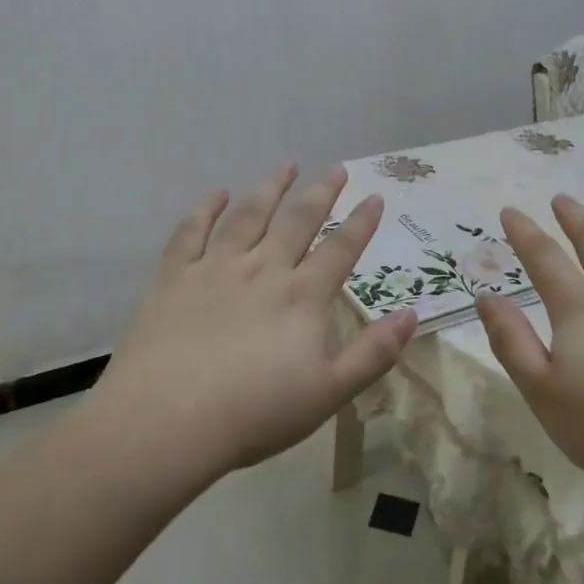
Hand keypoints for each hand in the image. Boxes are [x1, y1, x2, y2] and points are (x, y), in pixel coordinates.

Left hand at [90, 165, 417, 478]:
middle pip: (297, 221)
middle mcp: (263, 269)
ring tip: (286, 165)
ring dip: (270, 188)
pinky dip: (206, 209)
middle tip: (336, 168)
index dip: (361, 223)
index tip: (375, 197)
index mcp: (302, 296)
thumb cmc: (256, 412)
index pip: (340, 250)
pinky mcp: (175, 277)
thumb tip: (412, 315)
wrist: (170, 419)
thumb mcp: (330, 391)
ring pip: (248, 216)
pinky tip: (217, 194)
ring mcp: (215, 268)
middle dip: (320, 192)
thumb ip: (374, 353)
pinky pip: (192, 232)